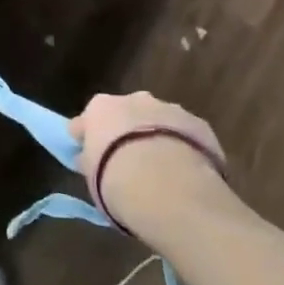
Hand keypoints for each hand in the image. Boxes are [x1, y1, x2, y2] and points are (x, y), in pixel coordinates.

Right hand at [69, 92, 227, 237]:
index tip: (89, 160)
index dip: (87, 140)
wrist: (168, 186)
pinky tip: (185, 173)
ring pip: (157, 121)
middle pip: (125, 114)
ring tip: (161, 173)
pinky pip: (185, 134)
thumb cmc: (117, 182)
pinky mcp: (198, 123)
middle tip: (128, 164)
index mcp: (100, 108)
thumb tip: (87, 158)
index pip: (85, 121)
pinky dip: (182, 148)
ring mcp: (167, 107)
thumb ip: (90, 162)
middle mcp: (133, 99)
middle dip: (125, 133)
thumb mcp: (92, 179)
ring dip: (156, 138)